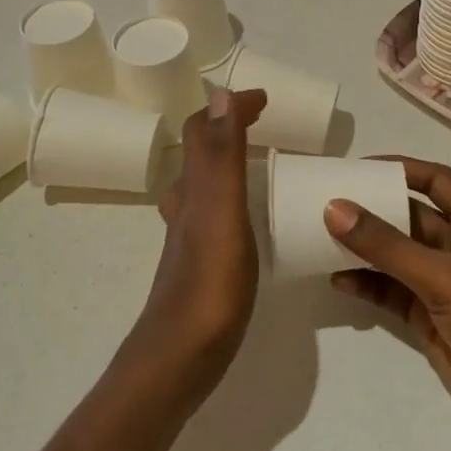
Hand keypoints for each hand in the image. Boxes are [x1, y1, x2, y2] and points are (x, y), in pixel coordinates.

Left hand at [125, 87, 268, 411]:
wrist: (180, 357)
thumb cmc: (208, 284)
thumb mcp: (221, 212)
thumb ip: (222, 156)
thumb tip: (219, 93)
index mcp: (193, 189)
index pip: (204, 131)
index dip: (230, 108)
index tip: (265, 99)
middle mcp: (187, 206)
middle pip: (202, 154)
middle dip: (230, 130)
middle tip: (270, 128)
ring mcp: (192, 237)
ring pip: (206, 185)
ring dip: (231, 163)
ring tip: (267, 165)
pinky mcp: (203, 263)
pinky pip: (218, 214)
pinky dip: (235, 199)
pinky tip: (255, 220)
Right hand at [326, 157, 450, 442]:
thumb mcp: (442, 277)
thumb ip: (386, 244)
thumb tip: (334, 207)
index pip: (436, 180)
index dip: (400, 169)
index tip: (356, 167)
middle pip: (410, 216)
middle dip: (372, 210)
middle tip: (326, 202)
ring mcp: (446, 283)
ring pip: (398, 254)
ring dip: (365, 248)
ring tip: (321, 239)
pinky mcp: (431, 315)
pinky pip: (393, 290)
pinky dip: (368, 283)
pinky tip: (338, 280)